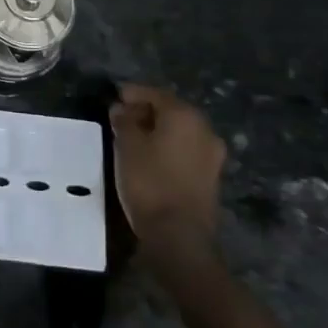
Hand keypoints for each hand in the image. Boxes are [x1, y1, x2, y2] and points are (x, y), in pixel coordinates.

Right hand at [108, 84, 225, 249]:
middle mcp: (204, 129)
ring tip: (133, 137)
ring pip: (180, 131)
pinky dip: (168, 146)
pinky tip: (150, 156)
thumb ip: (124, 122)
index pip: (156, 94)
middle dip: (146, 111)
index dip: (133, 93)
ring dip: (158, 129)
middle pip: (171, 111)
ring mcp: (212, 154)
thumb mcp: (127, 147)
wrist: (179, 235)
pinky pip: (186, 149)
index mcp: (185, 116)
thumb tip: (121, 108)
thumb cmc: (150, 182)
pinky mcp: (211, 175)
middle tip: (121, 116)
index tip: (115, 96)